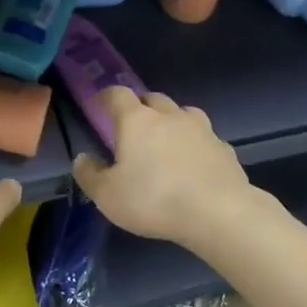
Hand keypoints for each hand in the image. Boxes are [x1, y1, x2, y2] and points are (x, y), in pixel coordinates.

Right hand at [71, 89, 257, 249]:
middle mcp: (169, 115)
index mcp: (137, 120)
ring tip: (166, 141)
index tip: (101, 104)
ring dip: (171, 121)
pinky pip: (204, 138)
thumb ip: (90, 175)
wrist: (217, 211)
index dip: (107, 96)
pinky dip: (195, 144)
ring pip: (182, 113)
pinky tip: (194, 164)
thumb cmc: (154, 200)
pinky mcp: (223, 147)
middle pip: (153, 99)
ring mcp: (201, 128)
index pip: (118, 94)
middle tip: (133, 126)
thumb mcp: (108, 196)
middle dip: (141, 107)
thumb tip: (82, 158)